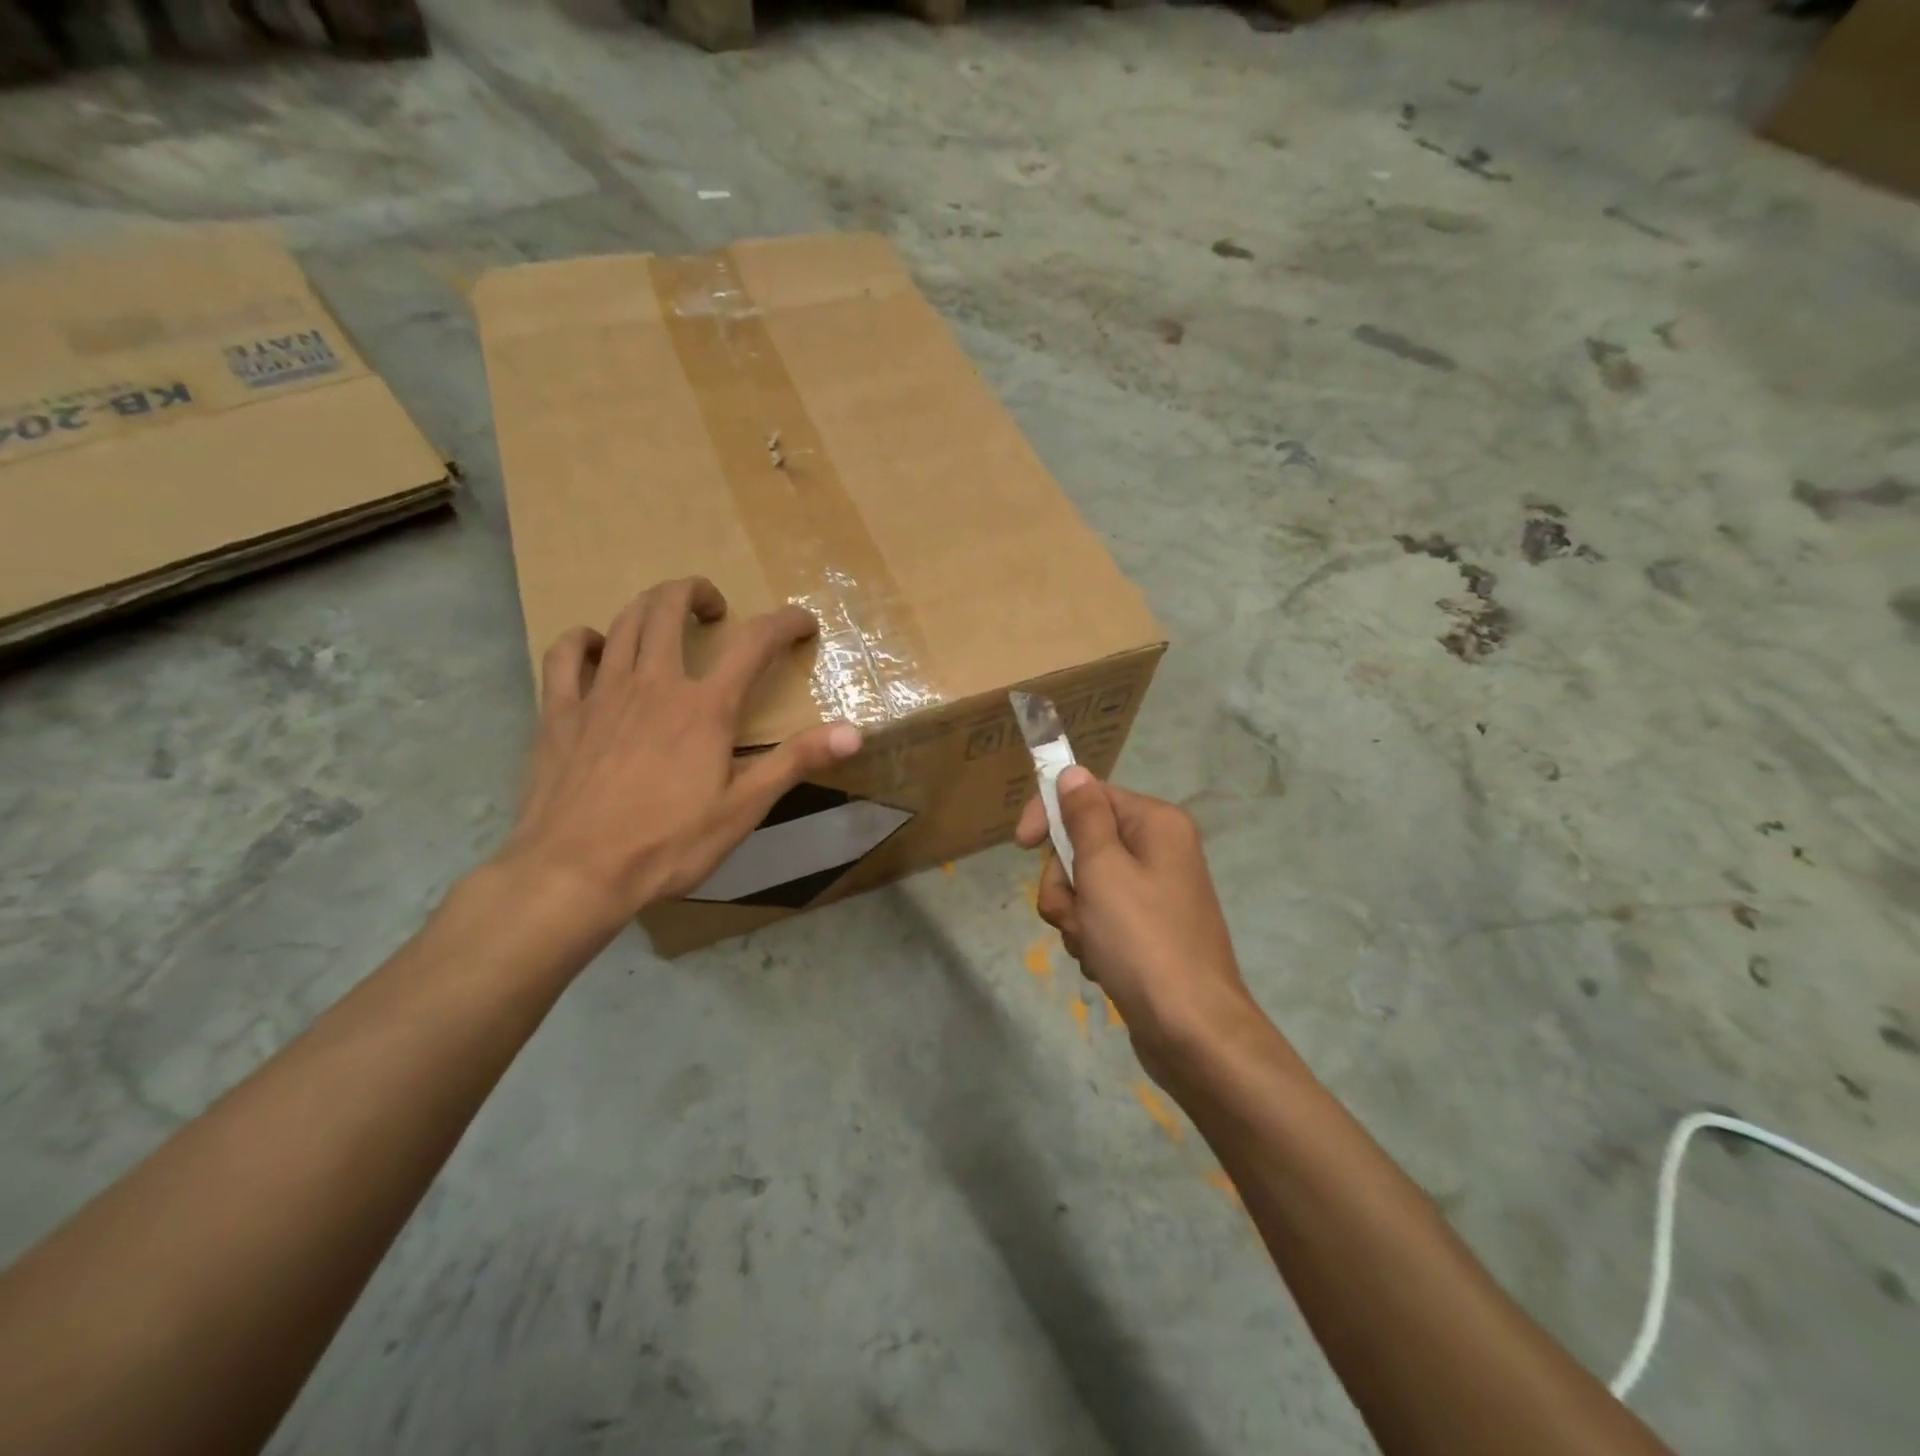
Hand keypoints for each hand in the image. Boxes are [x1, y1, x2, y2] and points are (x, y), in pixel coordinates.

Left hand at [495, 577, 862, 934]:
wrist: (575, 874)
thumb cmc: (669, 844)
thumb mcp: (743, 808)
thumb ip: (796, 761)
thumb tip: (854, 732)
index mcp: (705, 707)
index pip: (754, 643)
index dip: (785, 623)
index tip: (804, 623)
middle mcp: (654, 684)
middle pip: (671, 607)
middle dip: (697, 592)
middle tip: (716, 610)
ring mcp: (601, 693)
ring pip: (624, 622)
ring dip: (651, 605)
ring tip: (667, 615)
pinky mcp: (560, 712)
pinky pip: (565, 655)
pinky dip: (583, 640)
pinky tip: (595, 647)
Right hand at [1016, 769, 1258, 1074]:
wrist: (1191, 1032)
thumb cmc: (1143, 941)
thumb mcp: (1104, 871)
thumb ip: (1083, 817)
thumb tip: (1073, 772)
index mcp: (1155, 824)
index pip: (1089, 796)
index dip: (1050, 815)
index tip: (1021, 844)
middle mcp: (1158, 851)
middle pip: (1082, 845)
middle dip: (1065, 883)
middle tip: (1077, 912)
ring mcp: (1152, 894)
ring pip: (1084, 886)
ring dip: (1075, 916)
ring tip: (1093, 946)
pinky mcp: (1145, 931)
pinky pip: (1099, 918)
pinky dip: (1091, 939)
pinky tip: (1104, 965)